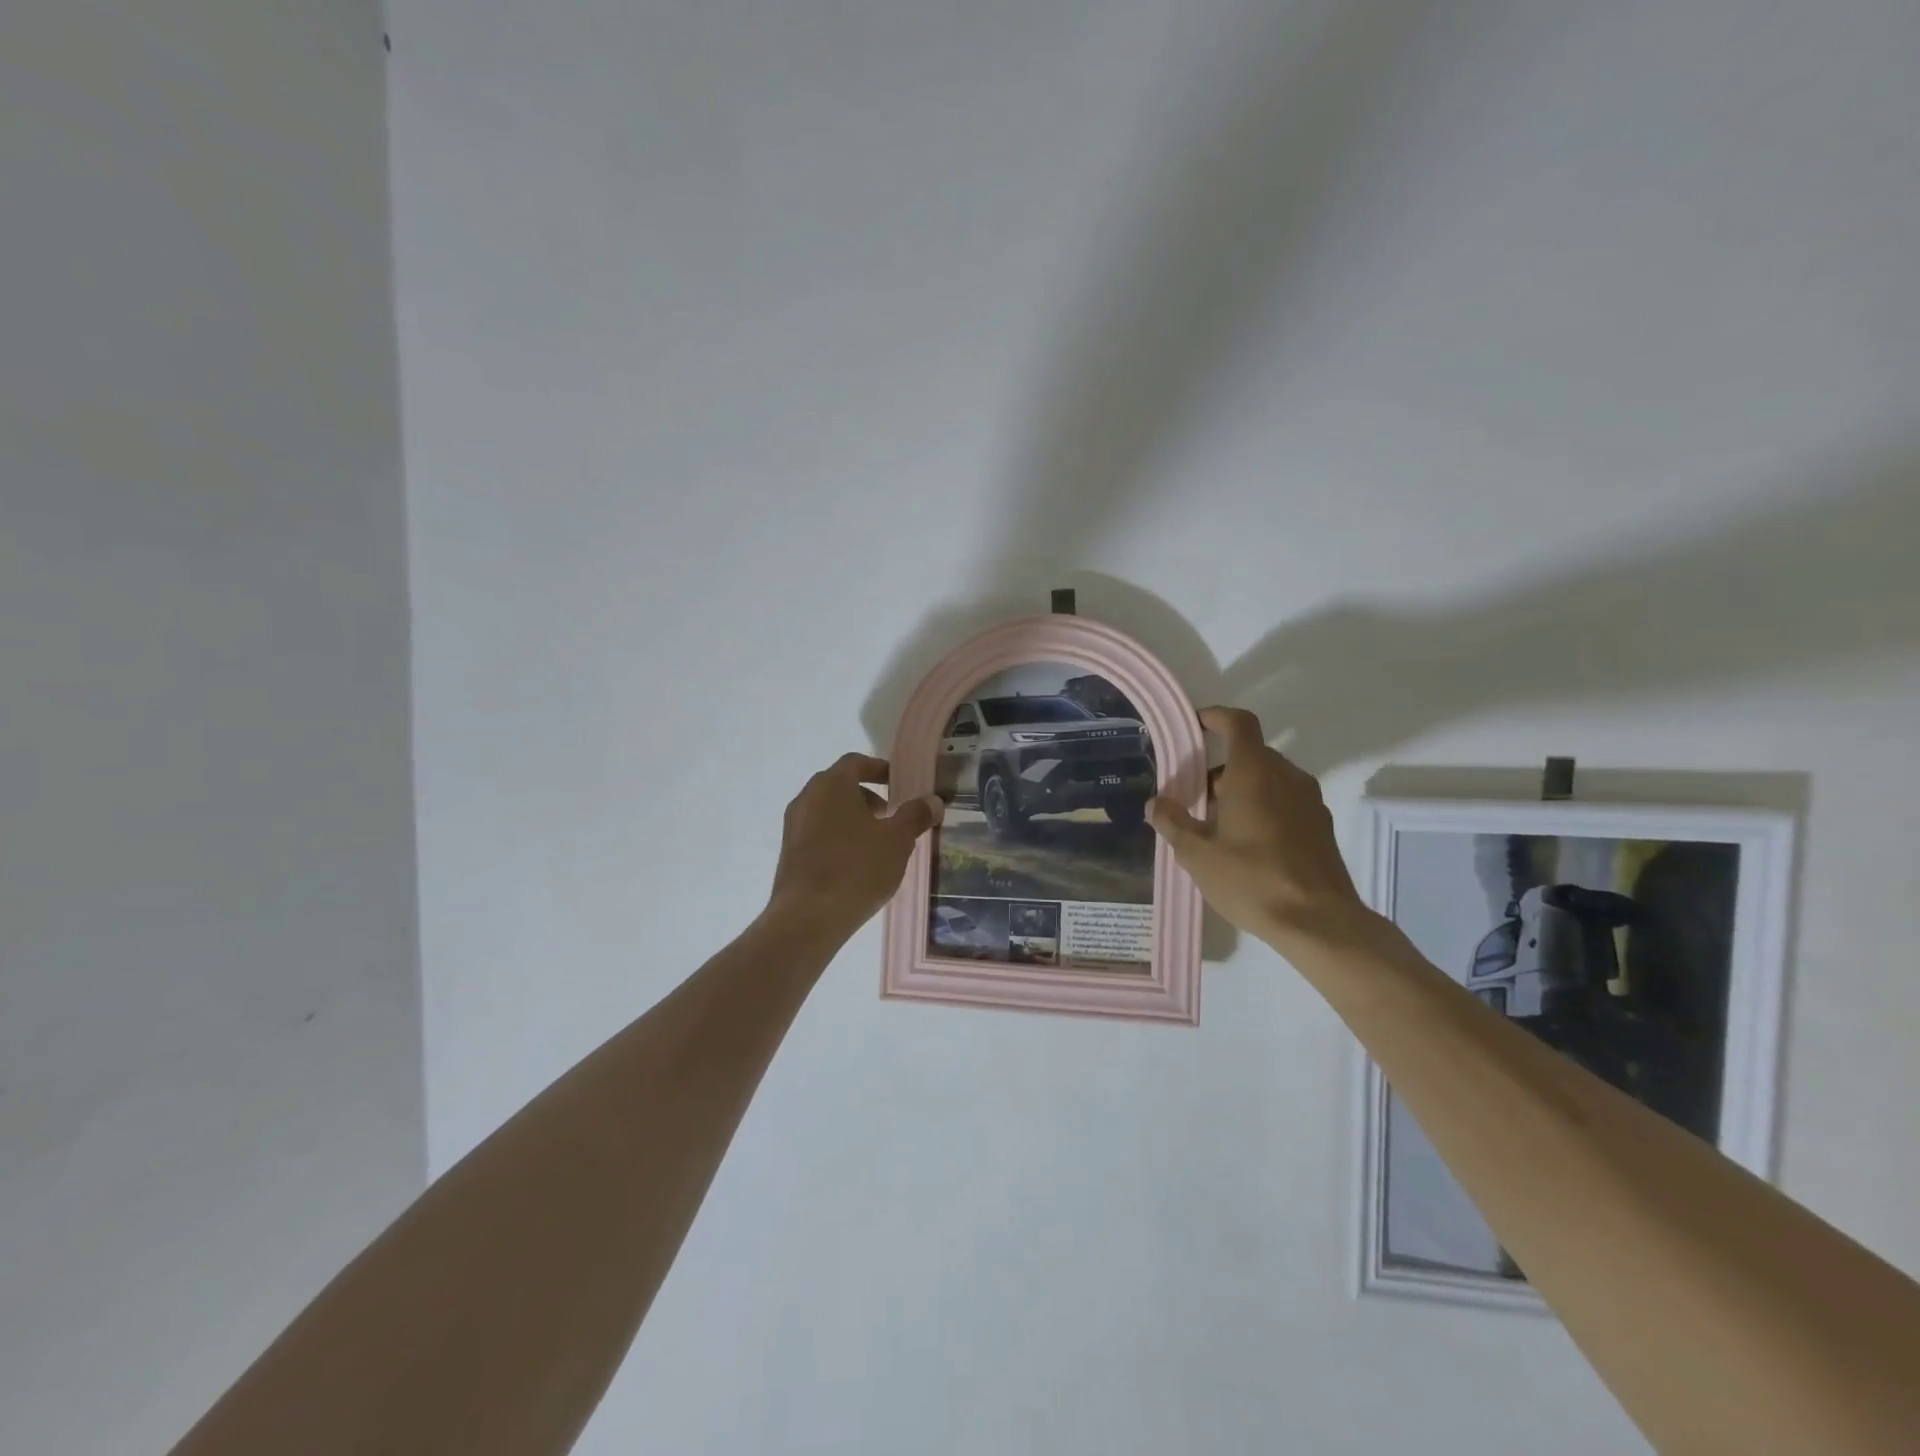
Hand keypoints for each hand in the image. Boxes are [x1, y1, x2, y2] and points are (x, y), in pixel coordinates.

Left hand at [766, 753, 942, 939]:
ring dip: (852, 818)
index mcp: (831, 785)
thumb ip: (915, 816)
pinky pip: (817, 833)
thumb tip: (933, 801)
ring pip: (827, 810)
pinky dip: (838, 837)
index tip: (899, 783)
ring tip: (877, 843)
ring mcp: (793, 826)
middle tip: (891, 814)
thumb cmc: (856, 868)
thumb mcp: (897, 841)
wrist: (807, 918)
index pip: (856, 762)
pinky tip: (856, 864)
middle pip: (840, 785)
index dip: (879, 769)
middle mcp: (807, 798)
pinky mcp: (789, 853)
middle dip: (867, 796)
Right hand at [1147, 707, 1380, 954]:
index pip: (1238, 724)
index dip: (1216, 717)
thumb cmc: (1252, 880)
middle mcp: (1287, 777)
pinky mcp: (1321, 826)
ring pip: (1268, 780)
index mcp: (1255, 772)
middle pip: (1250, 756)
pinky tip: (1246, 847)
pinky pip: (1285, 802)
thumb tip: (1157, 803)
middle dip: (1218, 771)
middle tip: (1193, 801)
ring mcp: (1310, 801)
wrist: (1320, 923)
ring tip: (1216, 829)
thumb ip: (1173, 822)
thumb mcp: (1197, 854)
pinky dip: (1262, 809)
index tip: (1195, 725)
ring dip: (1240, 792)